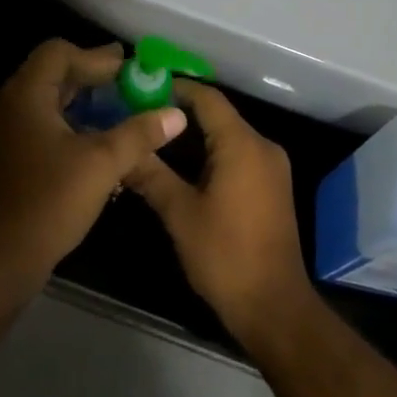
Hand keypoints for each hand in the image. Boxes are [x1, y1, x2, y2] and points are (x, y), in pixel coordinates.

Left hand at [0, 40, 187, 294]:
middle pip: (53, 73)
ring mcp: (7, 131)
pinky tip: (98, 140)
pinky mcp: (10, 155)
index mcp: (26, 94)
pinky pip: (43, 123)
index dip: (96, 58)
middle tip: (129, 82)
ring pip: (48, 100)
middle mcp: (11, 104)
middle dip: (92, 76)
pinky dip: (71, 122)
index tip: (129, 69)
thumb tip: (175, 113)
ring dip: (83, 101)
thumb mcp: (102, 164)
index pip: (59, 53)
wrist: (0, 258)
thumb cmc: (49, 202)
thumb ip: (138, 133)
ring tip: (120, 109)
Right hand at [124, 81, 316, 346]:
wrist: (275, 308)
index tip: (139, 88)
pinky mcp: (271, 187)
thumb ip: (150, 174)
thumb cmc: (226, 256)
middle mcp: (262, 146)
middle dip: (178, 113)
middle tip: (138, 114)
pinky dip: (209, 153)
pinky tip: (179, 166)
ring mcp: (270, 168)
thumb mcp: (180, 213)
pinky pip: (236, 155)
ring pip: (226, 135)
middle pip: (217, 114)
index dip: (174, 88)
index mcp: (243, 144)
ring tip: (151, 138)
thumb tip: (122, 149)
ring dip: (192, 136)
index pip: (206, 98)